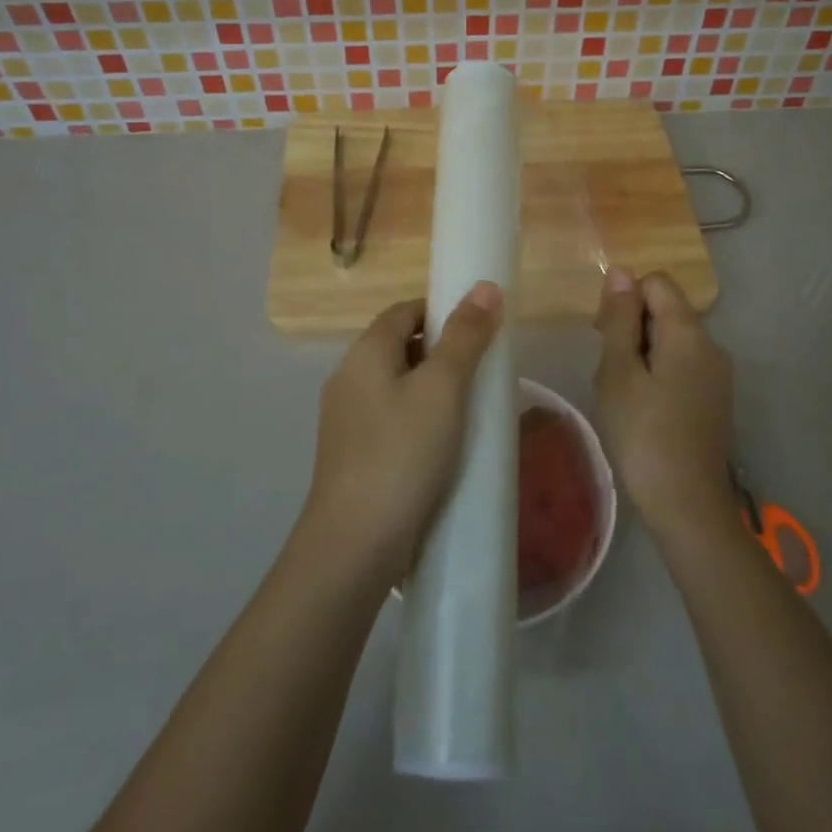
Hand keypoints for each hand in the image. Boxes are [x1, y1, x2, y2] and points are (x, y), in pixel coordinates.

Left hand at [303, 282, 504, 587]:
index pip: (404, 310)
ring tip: (470, 407)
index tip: (479, 328)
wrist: (354, 544)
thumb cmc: (402, 454)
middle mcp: (348, 378)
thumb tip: (485, 287)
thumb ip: (465, 337)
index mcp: (365, 353)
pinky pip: (391, 417)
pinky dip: (419, 417)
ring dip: (432, 386)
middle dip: (441, 349)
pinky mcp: (352, 453)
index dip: (441, 309)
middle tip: (482, 369)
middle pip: (399, 345)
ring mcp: (346, 419)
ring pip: (396, 384)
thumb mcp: (443, 389)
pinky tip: (444, 443)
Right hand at [594, 269, 735, 539]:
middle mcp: (711, 345)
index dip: (625, 298)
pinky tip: (642, 408)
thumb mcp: (618, 372)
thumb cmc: (643, 433)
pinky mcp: (715, 398)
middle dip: (631, 326)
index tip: (604, 334)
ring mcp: (717, 374)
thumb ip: (620, 319)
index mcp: (688, 332)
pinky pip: (682, 365)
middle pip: (666, 310)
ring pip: (672, 339)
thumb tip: (621, 271)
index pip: (656, 282)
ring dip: (641, 352)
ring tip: (622, 393)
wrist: (687, 504)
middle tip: (608, 369)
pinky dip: (658, 372)